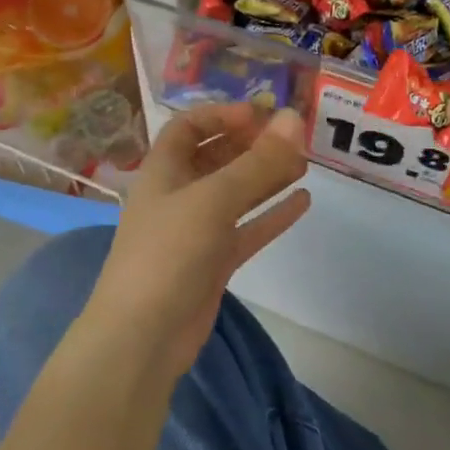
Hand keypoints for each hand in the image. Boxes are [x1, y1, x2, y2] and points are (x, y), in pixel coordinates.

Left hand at [87, 103, 310, 377]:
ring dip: (266, 177)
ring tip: (305, 163)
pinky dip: (272, 215)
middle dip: (251, 145)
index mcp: (162, 172)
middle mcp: (178, 196)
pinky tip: (303, 202)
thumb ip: (256, 163)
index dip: (222, 114)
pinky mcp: (213, 263)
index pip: (188, 127)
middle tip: (294, 138)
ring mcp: (196, 231)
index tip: (263, 114)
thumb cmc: (168, 254)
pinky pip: (246, 230)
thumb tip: (295, 119)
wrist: (144, 335)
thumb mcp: (212, 200)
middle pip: (215, 158)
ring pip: (235, 195)